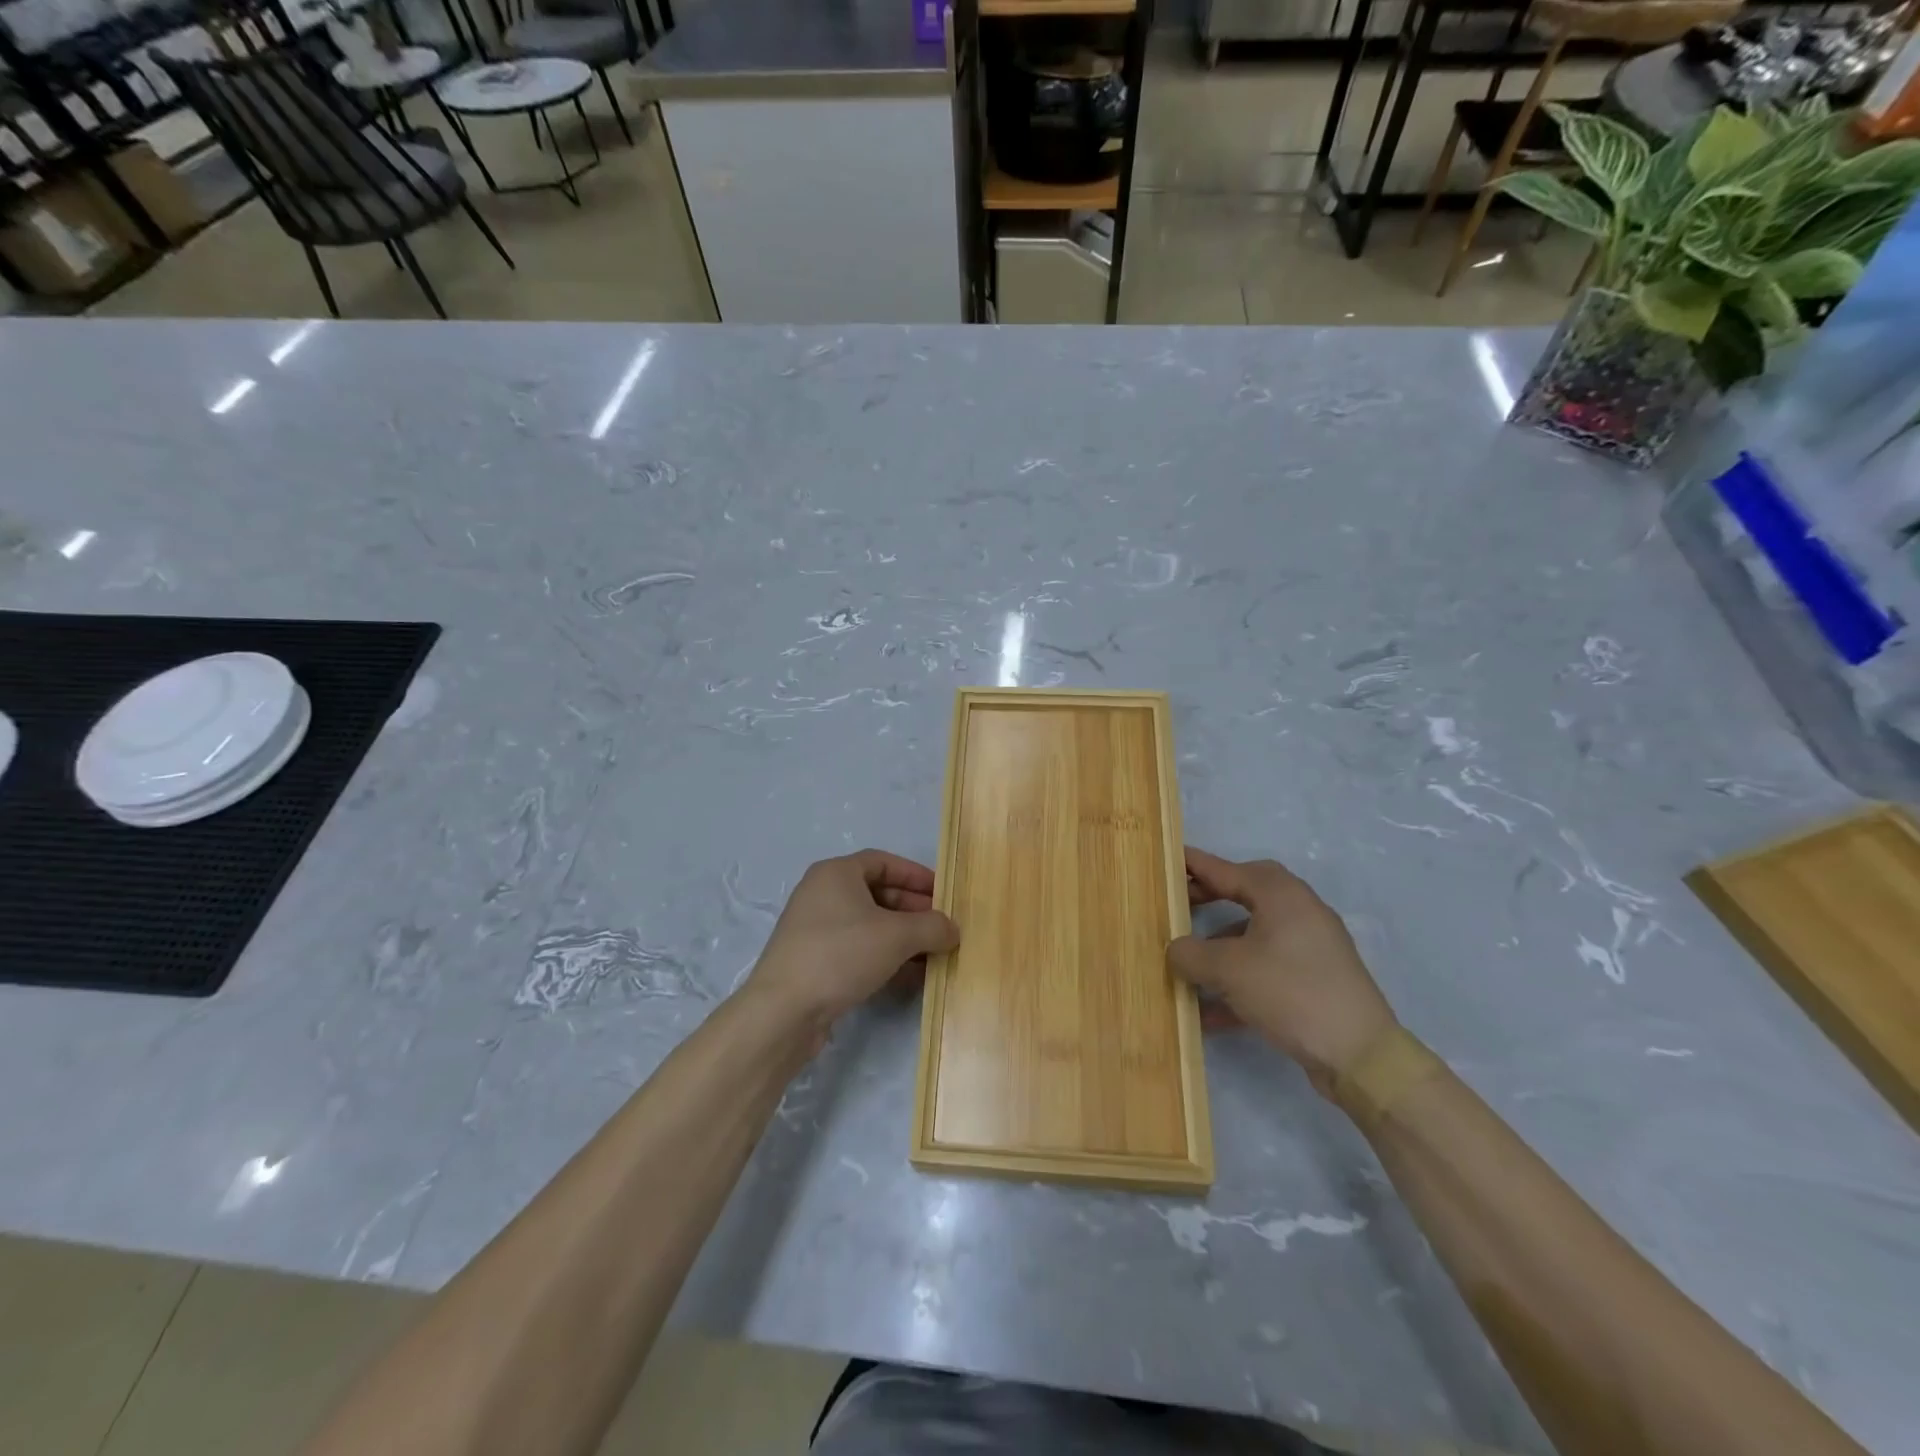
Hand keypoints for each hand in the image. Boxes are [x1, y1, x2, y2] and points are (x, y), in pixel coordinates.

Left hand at [747, 849, 958, 1038]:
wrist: (783, 1011)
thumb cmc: (841, 955)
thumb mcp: (896, 936)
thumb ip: (932, 927)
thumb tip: (952, 929)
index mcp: (836, 873)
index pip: (884, 862)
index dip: (916, 875)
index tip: (943, 893)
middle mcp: (822, 894)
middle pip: (878, 893)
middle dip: (914, 910)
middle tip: (943, 928)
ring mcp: (816, 930)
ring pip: (869, 925)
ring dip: (903, 937)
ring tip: (934, 954)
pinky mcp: (814, 962)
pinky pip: (858, 950)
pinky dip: (885, 957)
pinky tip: (911, 976)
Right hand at [1168, 847, 1396, 1094]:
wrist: (1359, 1055)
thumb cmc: (1289, 992)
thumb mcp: (1227, 969)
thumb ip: (1191, 953)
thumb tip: (1176, 949)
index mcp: (1281, 895)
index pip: (1228, 870)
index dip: (1194, 865)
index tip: (1168, 860)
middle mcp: (1300, 912)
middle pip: (1246, 893)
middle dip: (1210, 898)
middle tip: (1178, 905)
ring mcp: (1312, 947)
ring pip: (1256, 934)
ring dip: (1221, 945)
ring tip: (1189, 964)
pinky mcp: (1316, 980)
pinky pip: (1268, 968)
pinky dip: (1239, 980)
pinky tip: (1211, 1012)